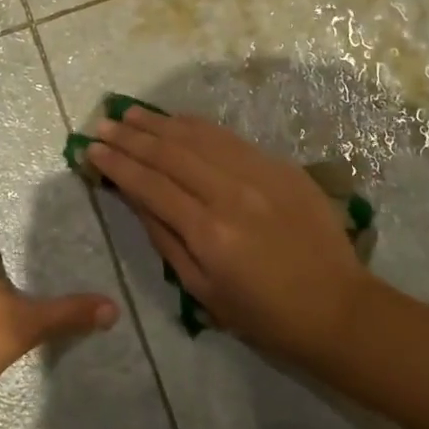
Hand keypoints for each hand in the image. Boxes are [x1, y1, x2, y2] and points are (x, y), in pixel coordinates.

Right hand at [86, 105, 371, 364]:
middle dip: (130, 137)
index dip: (117, 164)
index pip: (150, 185)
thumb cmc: (264, 314)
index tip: (91, 150)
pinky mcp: (280, 166)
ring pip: (197, 136)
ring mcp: (259, 174)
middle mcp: (230, 193)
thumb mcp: (202, 290)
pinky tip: (176, 120)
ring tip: (129, 113)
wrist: (338, 308)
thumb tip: (133, 196)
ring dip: (159, 122)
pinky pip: (229, 138)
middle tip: (102, 124)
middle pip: (169, 153)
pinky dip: (196, 125)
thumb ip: (164, 238)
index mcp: (208, 232)